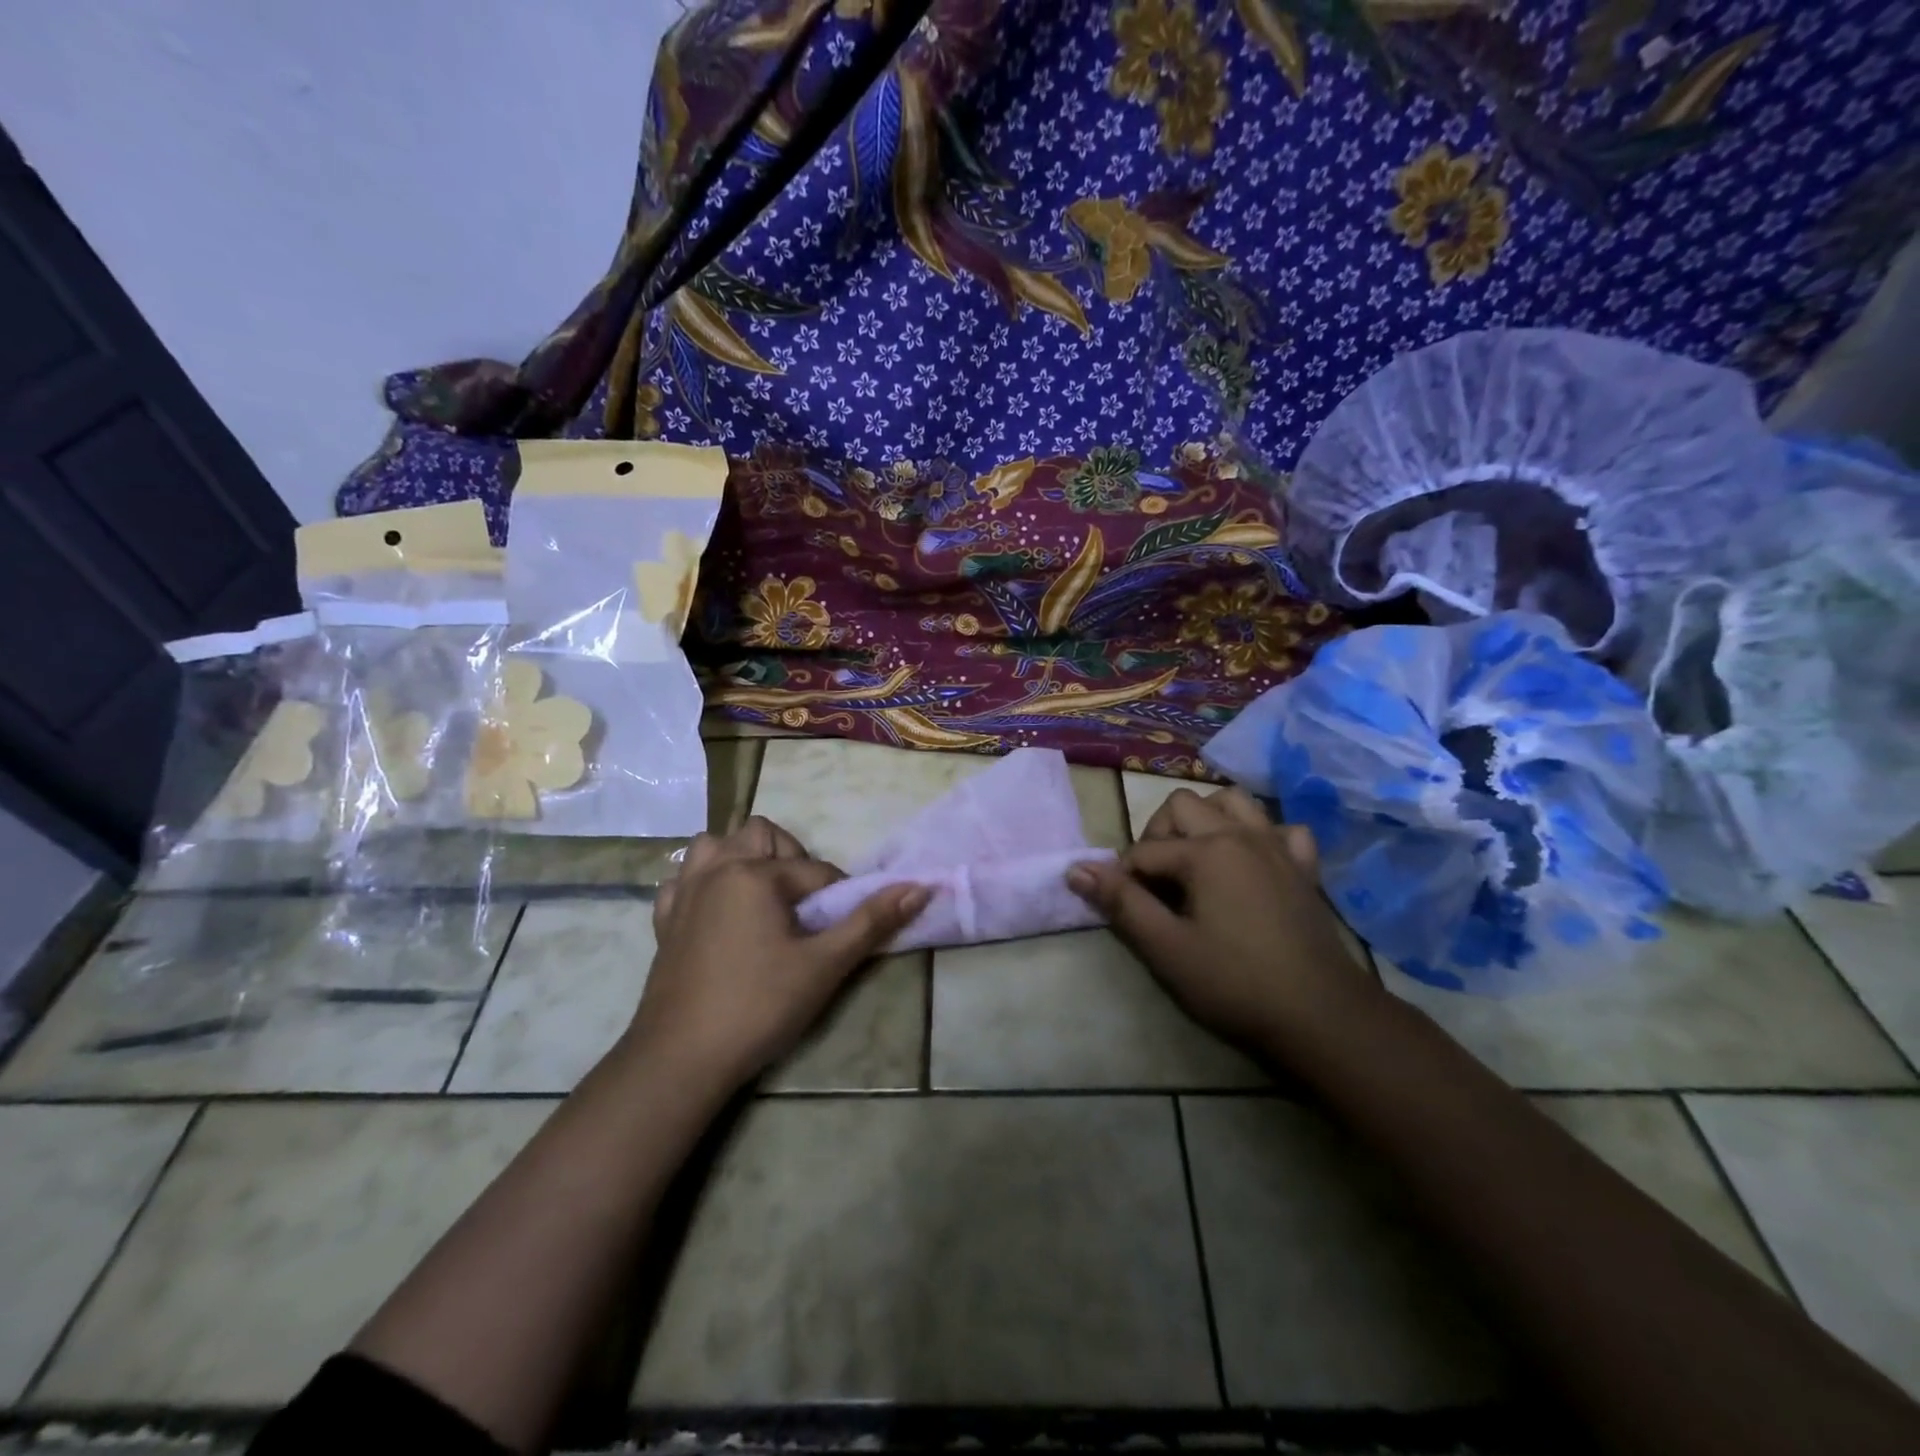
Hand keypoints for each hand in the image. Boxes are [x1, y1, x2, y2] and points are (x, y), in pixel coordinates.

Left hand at [631, 816, 927, 1093]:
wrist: (682, 1059)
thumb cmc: (759, 1006)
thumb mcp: (825, 965)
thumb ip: (871, 921)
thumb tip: (920, 886)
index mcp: (755, 874)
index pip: (816, 870)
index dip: (839, 896)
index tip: (843, 928)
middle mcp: (717, 870)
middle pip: (761, 834)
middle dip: (789, 858)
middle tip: (802, 903)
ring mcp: (685, 893)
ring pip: (714, 845)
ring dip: (741, 857)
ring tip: (761, 897)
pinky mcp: (665, 921)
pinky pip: (684, 879)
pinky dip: (702, 882)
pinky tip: (718, 912)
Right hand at [1068, 787, 1377, 1054]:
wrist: (1321, 1015)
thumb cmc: (1235, 983)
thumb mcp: (1167, 948)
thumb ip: (1121, 903)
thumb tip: (1076, 868)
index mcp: (1205, 851)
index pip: (1144, 849)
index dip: (1124, 877)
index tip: (1125, 908)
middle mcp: (1241, 834)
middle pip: (1183, 805)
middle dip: (1159, 834)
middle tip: (1157, 882)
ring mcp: (1278, 846)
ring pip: (1233, 801)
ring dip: (1207, 818)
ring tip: (1197, 858)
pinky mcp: (1304, 866)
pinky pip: (1281, 828)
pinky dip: (1262, 835)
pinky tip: (1253, 862)